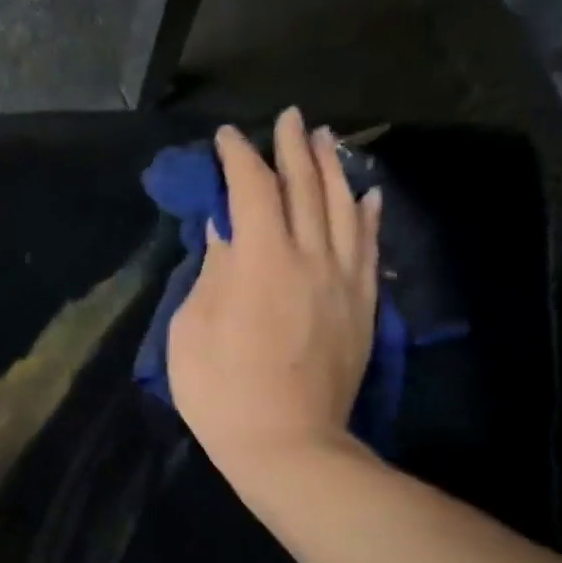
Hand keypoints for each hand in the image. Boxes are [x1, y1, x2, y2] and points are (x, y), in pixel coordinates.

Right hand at [167, 108, 381, 481]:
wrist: (287, 444)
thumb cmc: (220, 391)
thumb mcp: (192, 331)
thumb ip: (212, 273)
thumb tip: (224, 231)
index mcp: (260, 261)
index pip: (253, 191)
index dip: (239, 158)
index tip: (226, 137)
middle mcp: (309, 257)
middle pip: (306, 188)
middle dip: (292, 149)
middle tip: (287, 118)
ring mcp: (343, 281)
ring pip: (344, 209)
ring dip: (333, 169)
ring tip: (325, 139)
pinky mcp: (362, 306)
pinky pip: (369, 247)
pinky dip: (367, 214)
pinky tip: (367, 194)